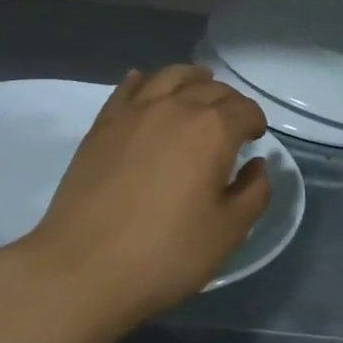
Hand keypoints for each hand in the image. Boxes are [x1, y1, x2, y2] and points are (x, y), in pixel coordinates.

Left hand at [0, 65, 271, 328]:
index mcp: (212, 130)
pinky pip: (128, 88)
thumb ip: (253, 193)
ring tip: (197, 89)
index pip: (244, 109)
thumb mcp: (227, 233)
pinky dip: (144, 82)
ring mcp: (134, 111)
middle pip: (210, 88)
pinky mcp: (102, 124)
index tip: (255, 137)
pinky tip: (145, 86)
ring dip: (191, 79)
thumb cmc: (166, 252)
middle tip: (231, 122)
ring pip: (169, 76)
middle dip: (228, 101)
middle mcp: (175, 107)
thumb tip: (257, 166)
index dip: (255, 121)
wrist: (85, 266)